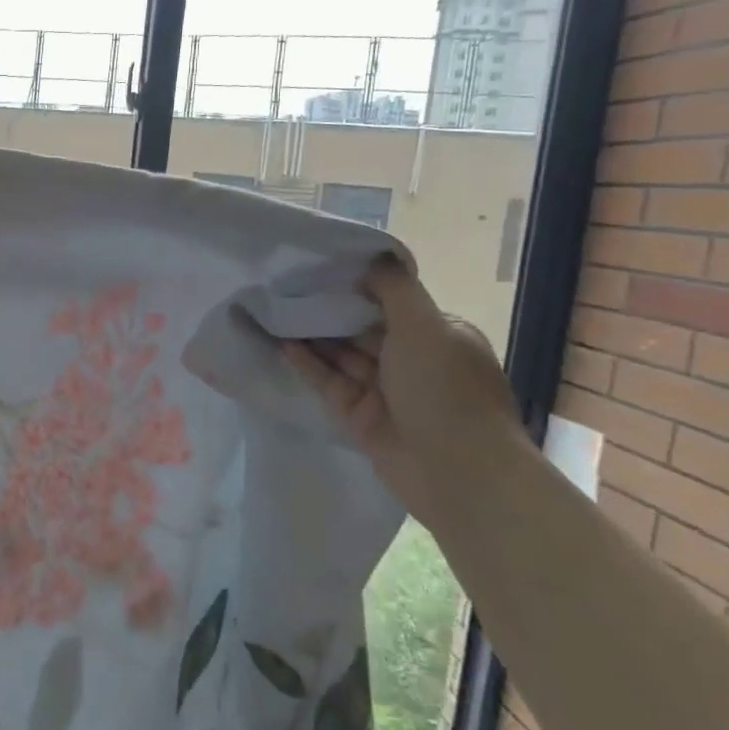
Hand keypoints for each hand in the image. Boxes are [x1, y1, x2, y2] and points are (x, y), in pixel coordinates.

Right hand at [283, 256, 523, 522]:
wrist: (457, 472)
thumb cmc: (445, 389)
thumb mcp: (426, 326)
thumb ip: (394, 288)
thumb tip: (371, 257)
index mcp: (436, 334)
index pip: (390, 301)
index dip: (356, 284)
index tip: (317, 266)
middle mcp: (411, 359)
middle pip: (361, 327)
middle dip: (328, 309)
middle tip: (283, 286)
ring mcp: (384, 390)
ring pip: (341, 355)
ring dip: (311, 334)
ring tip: (272, 310)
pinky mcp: (359, 416)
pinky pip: (329, 382)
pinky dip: (307, 364)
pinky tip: (280, 344)